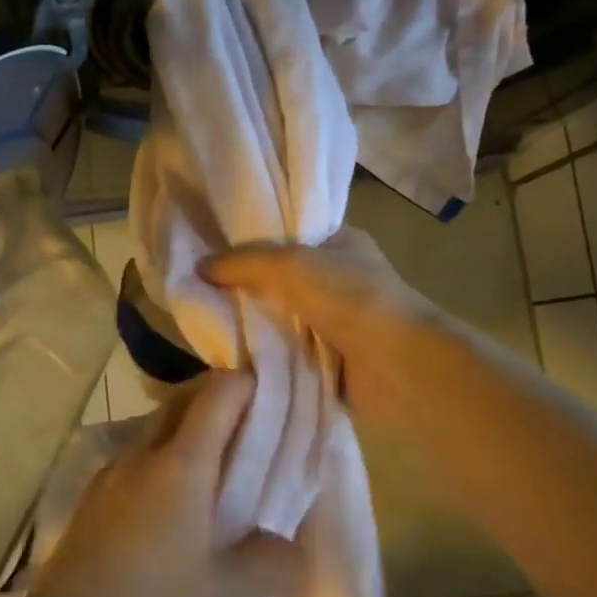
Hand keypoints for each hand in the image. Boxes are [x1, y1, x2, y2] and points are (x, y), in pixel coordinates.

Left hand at [12, 372, 300, 596]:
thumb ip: (271, 561)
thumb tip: (282, 540)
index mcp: (180, 464)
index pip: (217, 395)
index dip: (247, 385)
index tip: (272, 398)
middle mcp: (141, 454)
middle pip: (181, 401)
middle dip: (216, 398)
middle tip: (250, 426)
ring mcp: (109, 474)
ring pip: (154, 429)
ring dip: (186, 430)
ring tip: (215, 467)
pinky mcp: (90, 499)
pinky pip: (135, 459)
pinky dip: (161, 459)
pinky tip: (170, 504)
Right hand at [200, 229, 446, 427]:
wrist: (398, 364)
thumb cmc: (350, 297)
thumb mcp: (290, 264)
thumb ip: (243, 262)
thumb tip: (199, 266)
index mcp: (339, 242)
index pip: (287, 232)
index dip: (250, 238)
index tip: (211, 245)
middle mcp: (338, 278)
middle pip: (278, 277)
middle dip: (244, 285)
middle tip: (199, 286)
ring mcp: (335, 320)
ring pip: (280, 316)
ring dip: (252, 322)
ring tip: (204, 319)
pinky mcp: (329, 358)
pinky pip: (286, 350)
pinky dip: (264, 353)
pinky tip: (229, 352)